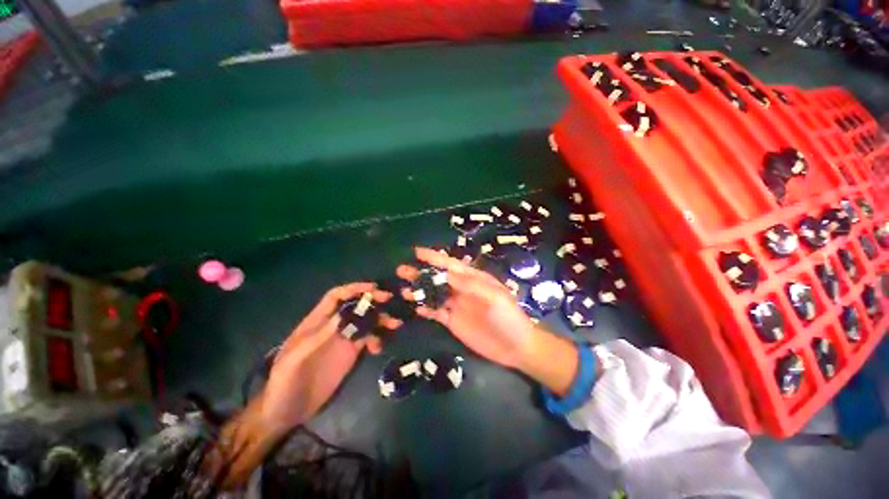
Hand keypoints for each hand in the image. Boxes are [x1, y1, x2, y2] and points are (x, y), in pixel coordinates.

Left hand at [209, 283, 400, 487]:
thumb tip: (341, 316)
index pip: (335, 297)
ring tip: (394, 324)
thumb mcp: (293, 361)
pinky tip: (379, 349)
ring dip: (380, 319)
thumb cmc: (283, 384)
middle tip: (388, 299)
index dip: (353, 289)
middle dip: (372, 300)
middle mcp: (333, 327)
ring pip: (365, 322)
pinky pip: (368, 339)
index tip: (372, 288)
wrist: (286, 412)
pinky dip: (377, 339)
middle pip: (355, 306)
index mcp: (316, 323)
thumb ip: (315, 339)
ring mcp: (343, 340)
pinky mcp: (351, 354)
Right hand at [397, 248, 579, 397]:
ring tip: (402, 289)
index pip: (450, 264)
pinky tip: (415, 308)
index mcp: (473, 279)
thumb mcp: (493, 297)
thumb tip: (446, 273)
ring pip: (434, 295)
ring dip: (419, 291)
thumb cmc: (508, 317)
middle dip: (421, 273)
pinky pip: (436, 313)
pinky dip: (426, 309)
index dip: (434, 257)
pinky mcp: (453, 321)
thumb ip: (469, 285)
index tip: (416, 252)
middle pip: (438, 278)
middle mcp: (461, 289)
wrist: (515, 346)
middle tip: (401, 270)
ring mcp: (456, 305)